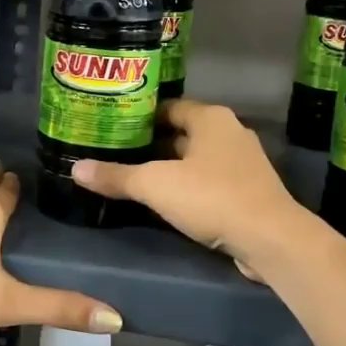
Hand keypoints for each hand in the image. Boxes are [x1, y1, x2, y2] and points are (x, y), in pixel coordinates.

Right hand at [72, 98, 306, 273]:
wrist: (270, 239)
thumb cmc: (212, 197)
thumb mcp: (155, 185)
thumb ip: (116, 176)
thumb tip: (75, 168)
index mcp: (210, 118)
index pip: (168, 106)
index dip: (139, 115)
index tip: (112, 126)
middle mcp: (229, 132)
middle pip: (181, 132)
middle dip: (150, 143)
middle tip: (115, 152)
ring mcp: (242, 163)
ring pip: (195, 159)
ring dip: (169, 167)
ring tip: (133, 177)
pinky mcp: (248, 191)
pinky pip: (209, 181)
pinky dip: (187, 187)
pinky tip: (166, 201)